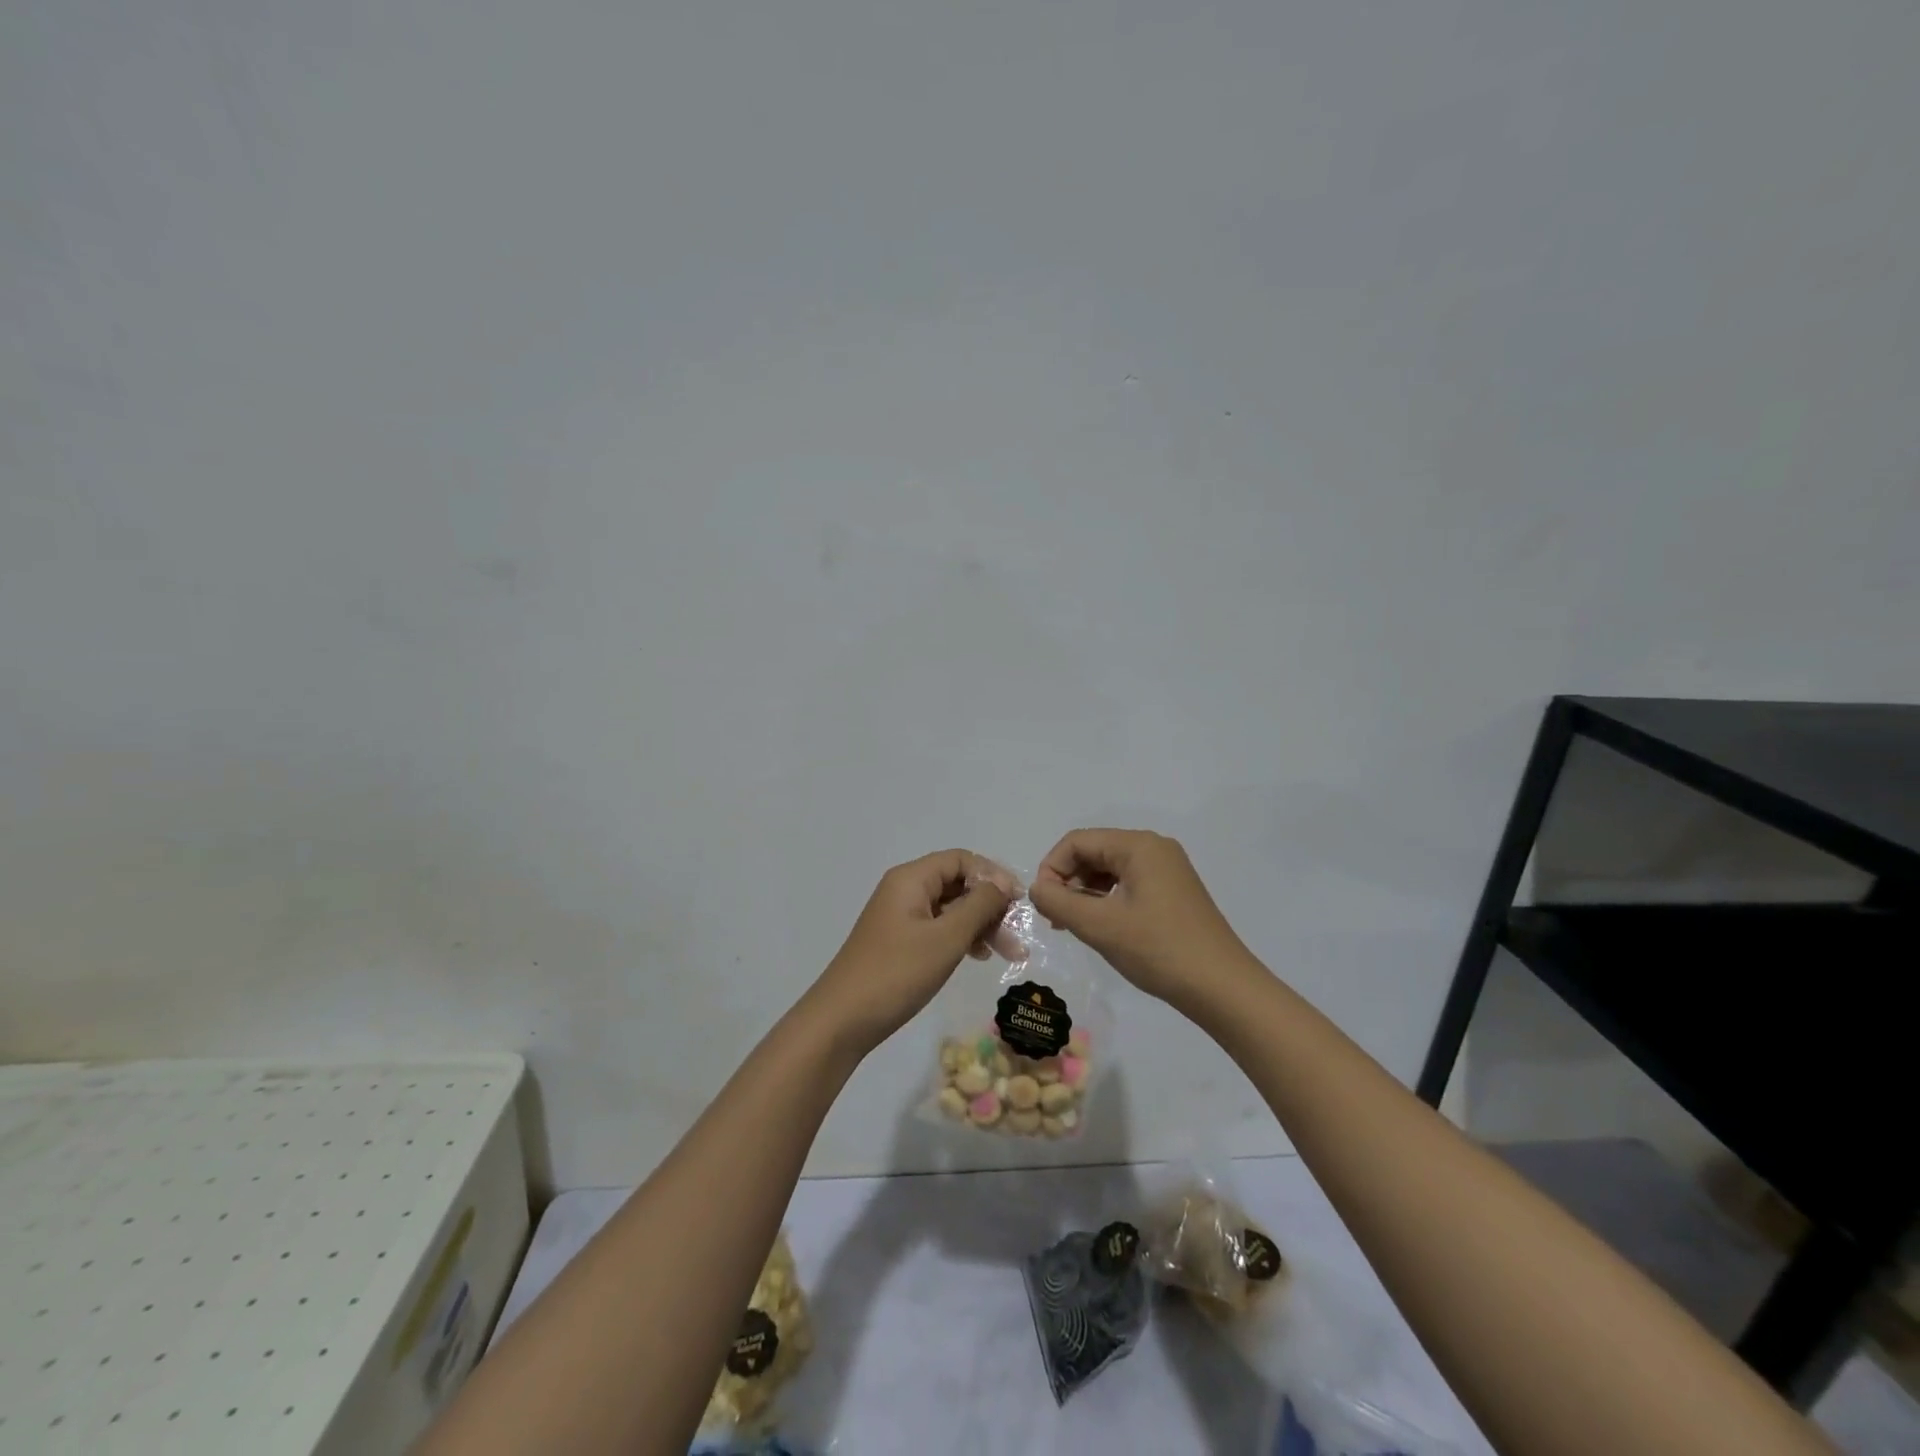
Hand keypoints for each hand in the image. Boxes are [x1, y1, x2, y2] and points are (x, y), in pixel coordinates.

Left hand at [807, 850, 1017, 1056]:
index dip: (993, 875)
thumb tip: (1002, 884)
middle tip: (1017, 936)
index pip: (961, 860)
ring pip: (950, 908)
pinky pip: (938, 927)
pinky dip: (961, 937)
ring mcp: (900, 916)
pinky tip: (978, 956)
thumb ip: (978, 906)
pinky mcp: (899, 941)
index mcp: (911, 879)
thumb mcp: (946, 938)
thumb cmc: (897, 973)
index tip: (1018, 903)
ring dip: (980, 925)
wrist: (842, 1019)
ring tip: (1007, 953)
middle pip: (957, 883)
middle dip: (990, 905)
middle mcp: (905, 890)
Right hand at [1028, 829, 1250, 1006]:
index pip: (1077, 842)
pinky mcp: (1173, 891)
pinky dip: (1106, 901)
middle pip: (1094, 852)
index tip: (1042, 905)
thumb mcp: (1099, 926)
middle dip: (1068, 881)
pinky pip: (1128, 884)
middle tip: (1054, 919)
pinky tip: (1100, 927)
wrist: (1222, 988)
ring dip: (1084, 893)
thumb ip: (1058, 902)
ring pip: (1109, 870)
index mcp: (1138, 845)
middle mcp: (1154, 848)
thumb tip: (1036, 888)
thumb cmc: (1158, 950)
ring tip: (1072, 926)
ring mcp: (1167, 869)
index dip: (1051, 868)